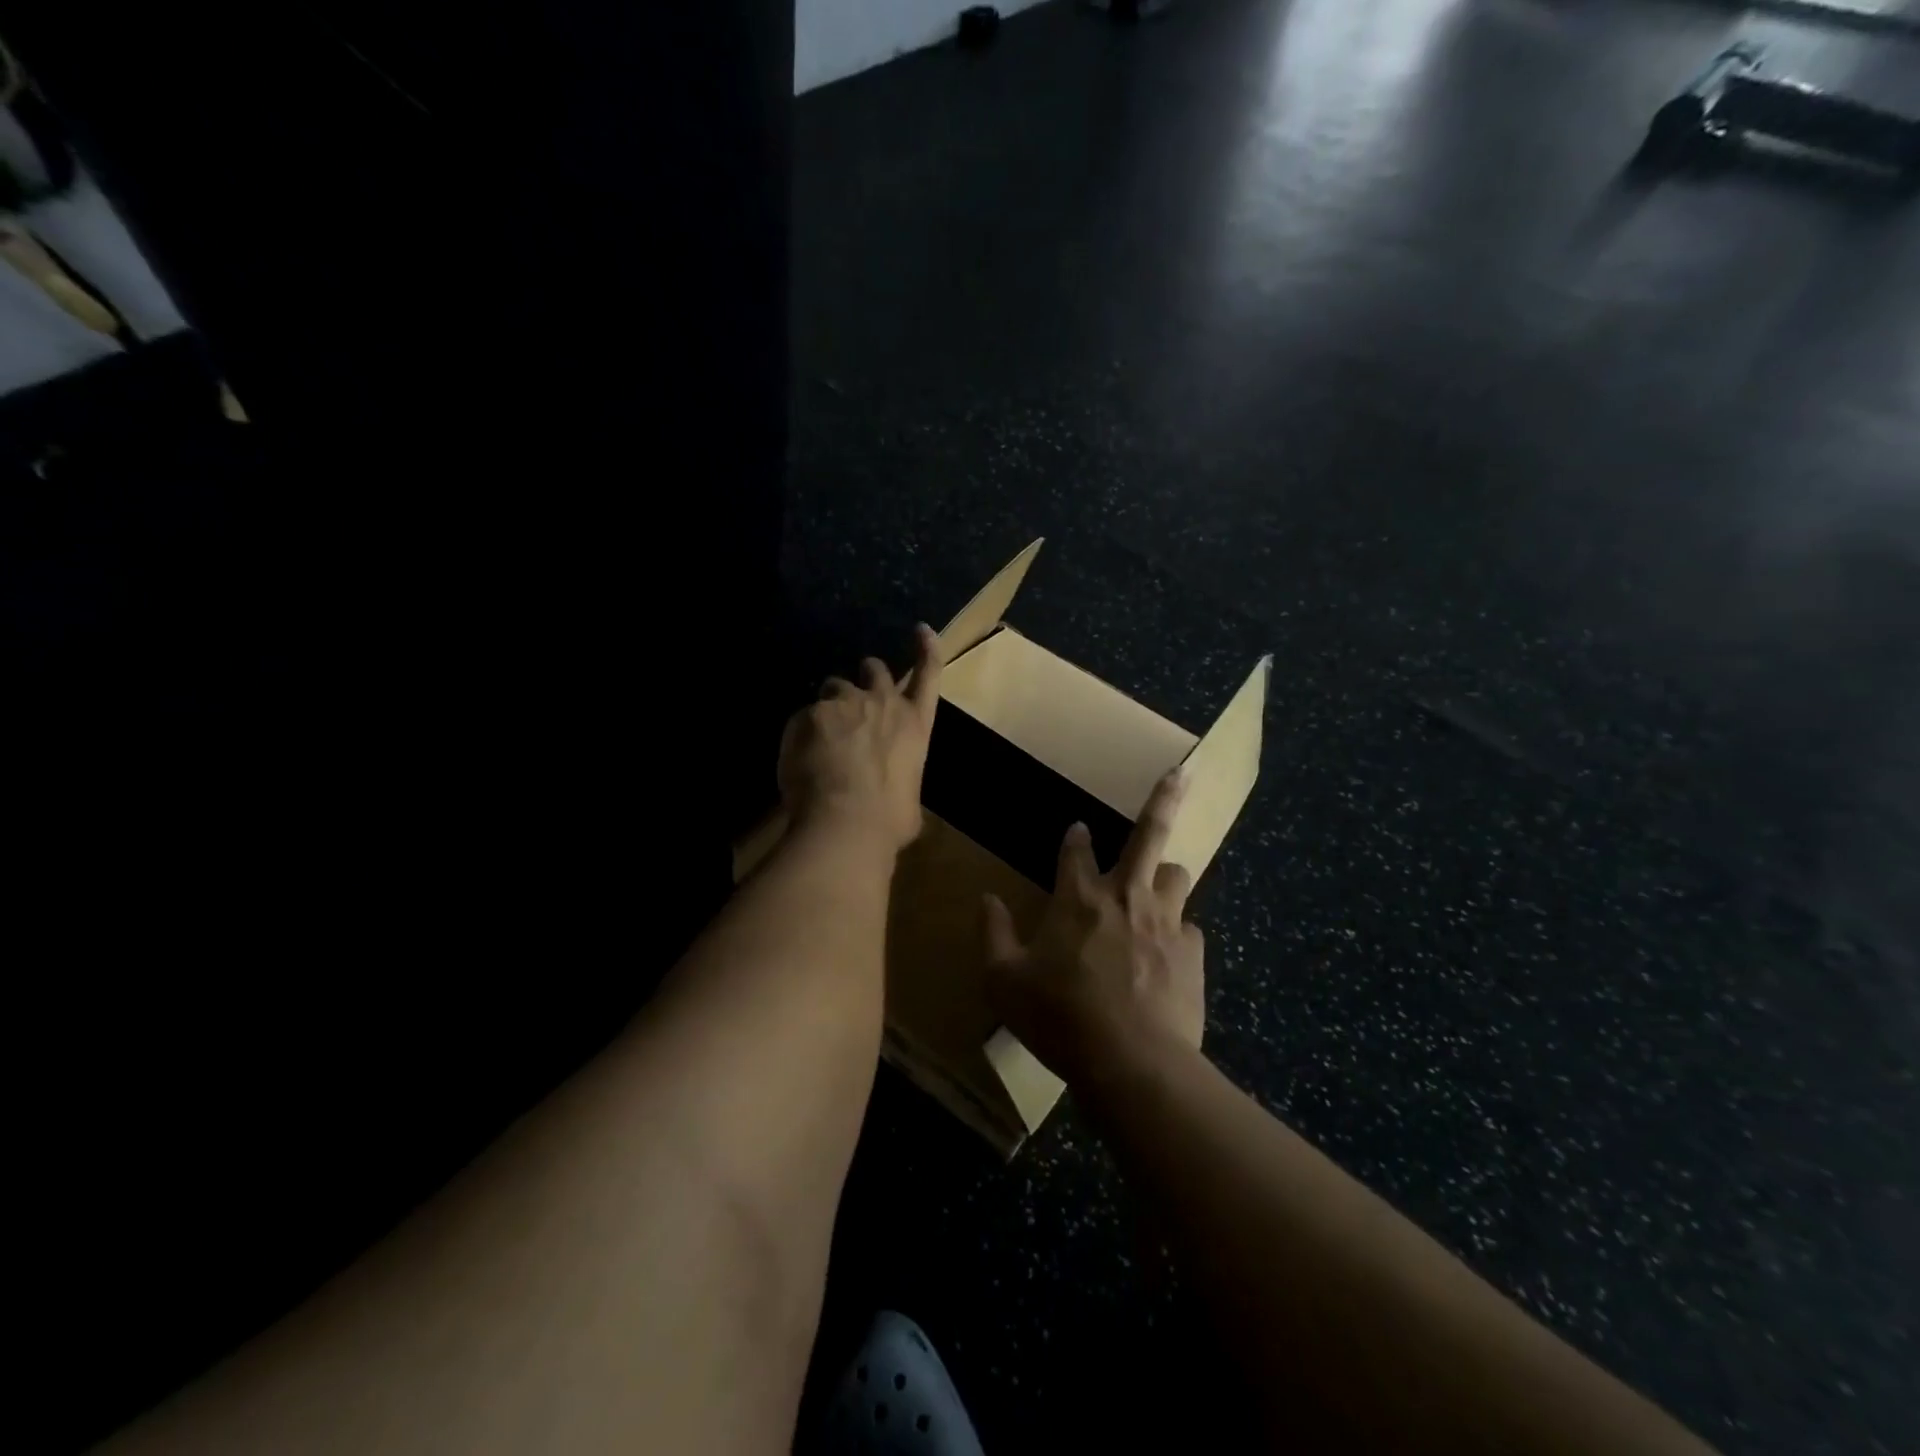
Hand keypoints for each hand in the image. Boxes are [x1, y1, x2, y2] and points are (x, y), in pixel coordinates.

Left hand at [777, 623, 943, 853]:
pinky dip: (802, 731)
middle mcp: (884, 704)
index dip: (927, 649)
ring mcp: (847, 704)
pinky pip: (804, 715)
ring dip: (831, 704)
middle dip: (867, 674)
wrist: (846, 822)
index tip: (921, 629)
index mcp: (916, 726)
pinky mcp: (812, 713)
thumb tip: (894, 795)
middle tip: (854, 694)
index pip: (928, 674)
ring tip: (820, 734)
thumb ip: (901, 782)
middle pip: (876, 670)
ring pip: (835, 687)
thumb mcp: (909, 801)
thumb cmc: (889, 820)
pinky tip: (799, 757)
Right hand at [983, 770, 1204, 1085]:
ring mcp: (1165, 921)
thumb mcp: (1004, 980)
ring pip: (1177, 874)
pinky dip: (1177, 932)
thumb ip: (992, 933)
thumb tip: (986, 898)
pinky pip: (1189, 927)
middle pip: (1150, 834)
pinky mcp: (1192, 952)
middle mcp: (1125, 896)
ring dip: (1165, 875)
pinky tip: (1169, 953)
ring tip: (1158, 886)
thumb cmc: (1060, 1017)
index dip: (1074, 837)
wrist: (1133, 1063)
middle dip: (1163, 799)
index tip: (1076, 830)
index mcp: (1079, 897)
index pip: (1075, 850)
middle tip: (1180, 773)